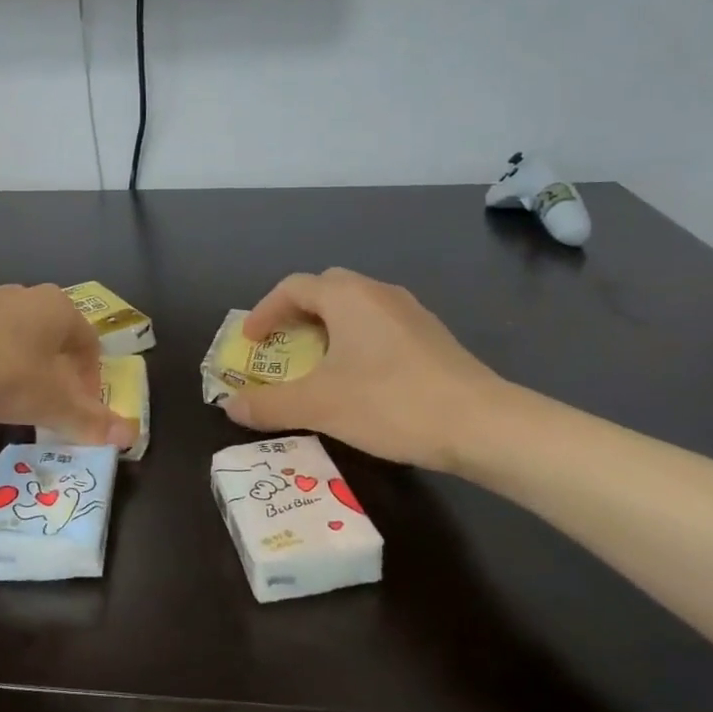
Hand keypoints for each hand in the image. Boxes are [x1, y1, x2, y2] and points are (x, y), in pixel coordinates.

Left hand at [0, 285, 135, 446]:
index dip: (91, 381)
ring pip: (19, 340)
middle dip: (57, 376)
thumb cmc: (5, 371)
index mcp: (60, 308)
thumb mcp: (53, 403)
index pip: (90, 344)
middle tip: (50, 409)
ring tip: (13, 404)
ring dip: (23, 371)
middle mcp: (27, 297)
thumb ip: (90, 420)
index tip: (80, 411)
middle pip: (55, 340)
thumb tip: (130, 436)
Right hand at [224, 269, 511, 472]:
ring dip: (327, 327)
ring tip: (316, 363)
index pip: (293, 287)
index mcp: (347, 297)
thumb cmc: (391, 403)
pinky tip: (359, 376)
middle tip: (281, 346)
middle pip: (325, 290)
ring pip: (355, 307)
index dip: (264, 312)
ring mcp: (410, 312)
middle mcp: (378, 292)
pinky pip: (378, 324)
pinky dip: (355, 339)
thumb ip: (269, 405)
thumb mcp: (320, 406)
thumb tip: (230, 406)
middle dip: (296, 314)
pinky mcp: (431, 336)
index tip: (251, 342)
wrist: (482, 425)